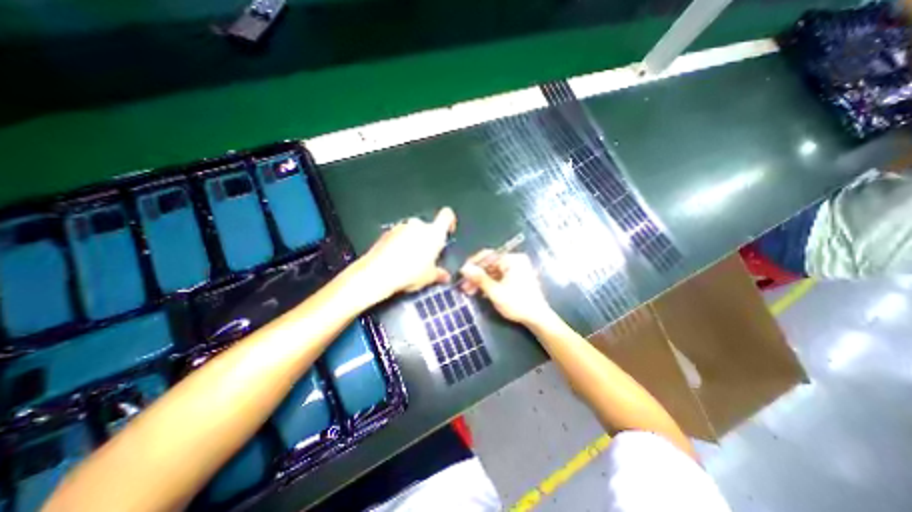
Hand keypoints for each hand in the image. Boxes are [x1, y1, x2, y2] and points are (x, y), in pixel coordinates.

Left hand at [355, 207, 455, 297]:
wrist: (377, 273)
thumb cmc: (409, 273)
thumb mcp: (429, 277)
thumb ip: (439, 274)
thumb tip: (445, 276)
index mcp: (434, 232)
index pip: (446, 215)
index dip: (450, 221)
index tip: (448, 232)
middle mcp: (418, 225)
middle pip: (428, 227)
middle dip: (428, 239)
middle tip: (426, 256)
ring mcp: (400, 227)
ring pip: (412, 231)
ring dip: (413, 241)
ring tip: (410, 261)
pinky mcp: (386, 233)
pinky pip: (399, 236)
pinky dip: (400, 244)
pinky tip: (397, 260)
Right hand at [459, 250, 552, 324]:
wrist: (537, 318)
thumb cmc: (518, 303)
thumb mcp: (496, 292)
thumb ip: (480, 279)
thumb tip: (464, 268)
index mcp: (512, 260)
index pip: (488, 255)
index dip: (473, 263)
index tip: (462, 273)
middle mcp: (515, 261)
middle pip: (490, 264)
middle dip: (476, 275)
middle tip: (464, 286)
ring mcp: (516, 269)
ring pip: (493, 272)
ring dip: (481, 281)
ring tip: (469, 291)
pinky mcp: (516, 278)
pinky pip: (498, 277)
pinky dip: (489, 284)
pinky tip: (480, 293)